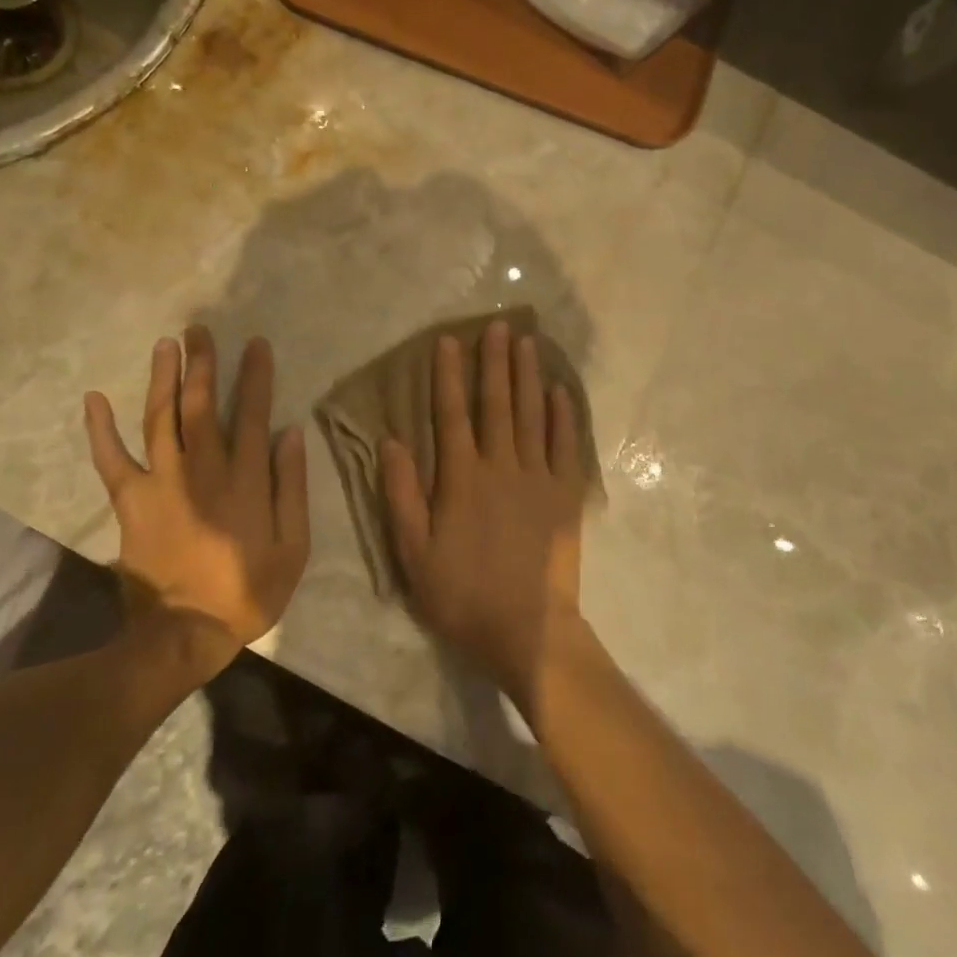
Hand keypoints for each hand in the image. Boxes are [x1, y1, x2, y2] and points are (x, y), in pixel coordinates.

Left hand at [84, 326, 308, 672]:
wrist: (183, 634)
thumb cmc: (246, 591)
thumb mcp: (293, 547)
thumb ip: (292, 487)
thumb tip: (291, 434)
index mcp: (245, 480)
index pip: (252, 413)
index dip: (255, 376)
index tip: (255, 344)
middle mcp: (202, 470)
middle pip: (201, 404)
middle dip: (202, 363)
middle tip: (199, 329)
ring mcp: (162, 482)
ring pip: (161, 418)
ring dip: (162, 378)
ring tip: (165, 344)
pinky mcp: (130, 501)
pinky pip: (110, 460)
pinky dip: (100, 429)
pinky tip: (94, 398)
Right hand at [381, 319, 590, 717]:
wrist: (528, 631)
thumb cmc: (462, 595)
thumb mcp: (414, 554)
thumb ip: (402, 495)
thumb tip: (391, 441)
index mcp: (462, 478)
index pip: (452, 415)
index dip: (448, 376)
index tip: (449, 341)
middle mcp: (501, 466)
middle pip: (497, 404)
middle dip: (495, 362)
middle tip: (498, 325)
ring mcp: (538, 478)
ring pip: (532, 416)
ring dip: (528, 377)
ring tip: (527, 342)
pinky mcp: (565, 495)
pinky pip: (565, 446)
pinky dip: (562, 417)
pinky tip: (560, 392)